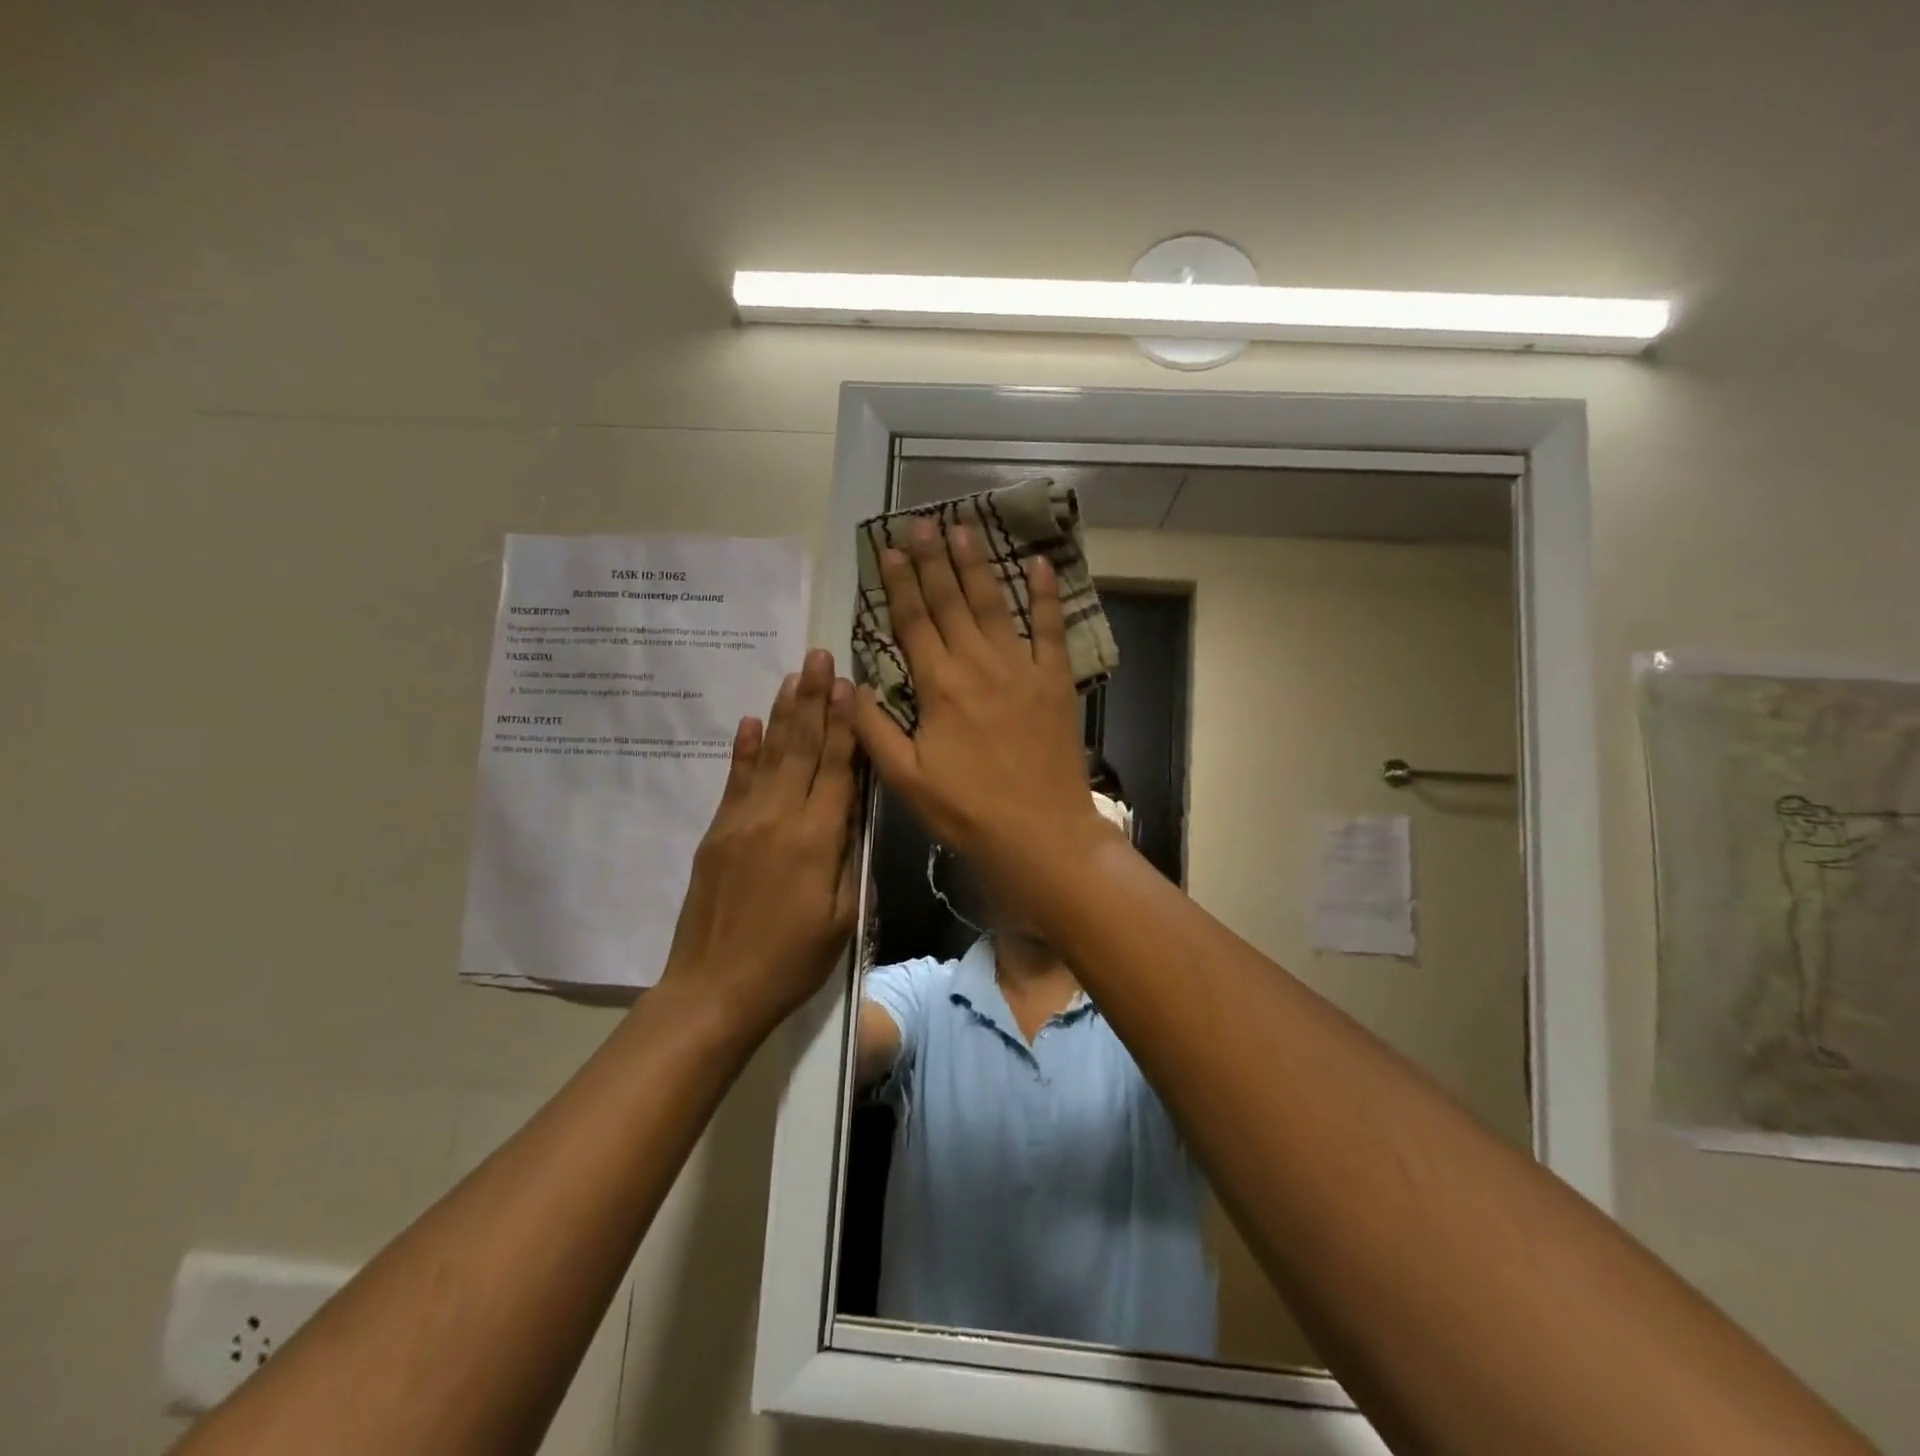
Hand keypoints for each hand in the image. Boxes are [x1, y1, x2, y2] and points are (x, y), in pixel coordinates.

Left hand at [659, 648, 858, 1029]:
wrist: (714, 989)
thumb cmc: (792, 961)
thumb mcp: (843, 917)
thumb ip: (850, 857)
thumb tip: (855, 811)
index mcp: (816, 838)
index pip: (836, 767)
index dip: (845, 724)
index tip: (849, 683)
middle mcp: (778, 817)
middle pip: (801, 748)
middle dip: (814, 700)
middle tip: (820, 656)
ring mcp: (742, 821)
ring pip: (769, 755)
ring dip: (783, 713)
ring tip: (794, 676)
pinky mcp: (717, 833)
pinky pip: (734, 781)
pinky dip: (744, 749)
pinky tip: (750, 722)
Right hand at [852, 517, 1102, 880]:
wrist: (1039, 833)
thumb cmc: (966, 810)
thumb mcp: (905, 778)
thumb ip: (874, 729)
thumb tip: (849, 685)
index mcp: (938, 685)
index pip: (913, 621)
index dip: (899, 582)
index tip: (890, 548)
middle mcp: (977, 664)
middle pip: (950, 601)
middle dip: (932, 559)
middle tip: (920, 521)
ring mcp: (1020, 668)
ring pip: (994, 604)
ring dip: (976, 565)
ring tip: (963, 529)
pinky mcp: (1054, 680)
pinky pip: (1051, 628)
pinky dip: (1045, 595)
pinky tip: (1039, 563)